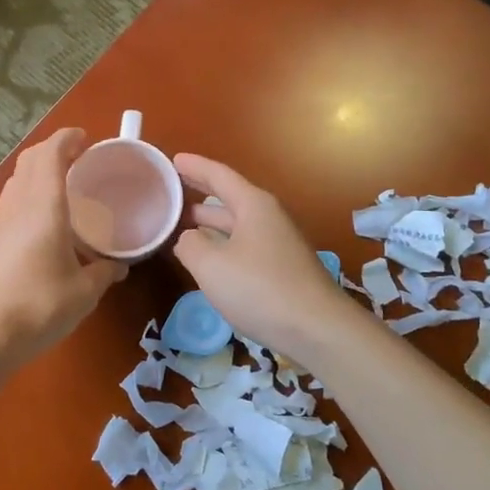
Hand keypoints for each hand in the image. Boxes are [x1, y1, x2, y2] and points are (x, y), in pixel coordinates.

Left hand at [0, 128, 126, 374]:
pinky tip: (44, 224)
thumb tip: (119, 266)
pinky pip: (11, 205)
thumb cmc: (37, 307)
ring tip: (64, 189)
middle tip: (79, 160)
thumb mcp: (83, 293)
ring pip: (17, 181)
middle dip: (53, 151)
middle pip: (30, 161)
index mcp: (43, 207)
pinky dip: (29, 197)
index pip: (51, 154)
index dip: (67, 139)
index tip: (86, 139)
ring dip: (38, 173)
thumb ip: (104, 274)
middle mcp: (17, 206)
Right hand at [172, 154, 361, 361]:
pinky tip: (209, 258)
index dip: (194, 166)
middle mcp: (268, 217)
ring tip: (181, 224)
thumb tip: (188, 238)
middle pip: (229, 198)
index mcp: (253, 205)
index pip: (219, 176)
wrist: (318, 329)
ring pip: (236, 225)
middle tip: (171, 192)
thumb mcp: (211, 266)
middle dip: (200, 194)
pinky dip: (222, 244)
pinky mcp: (282, 269)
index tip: (172, 159)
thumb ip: (190, 245)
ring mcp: (278, 244)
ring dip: (210, 223)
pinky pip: (244, 246)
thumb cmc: (260, 289)